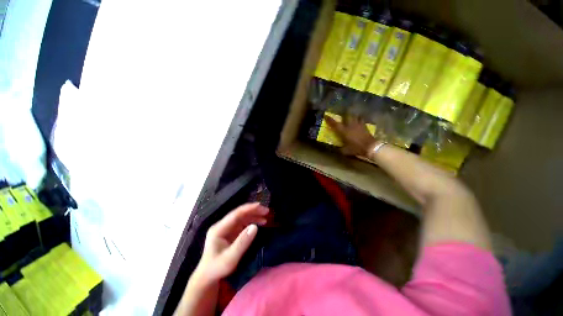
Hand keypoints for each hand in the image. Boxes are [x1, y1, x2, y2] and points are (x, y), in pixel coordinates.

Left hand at [194, 203, 268, 283]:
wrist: (208, 277)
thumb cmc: (217, 269)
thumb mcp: (230, 259)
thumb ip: (242, 243)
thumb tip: (255, 227)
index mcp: (219, 229)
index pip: (235, 214)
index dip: (248, 209)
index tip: (260, 206)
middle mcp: (222, 225)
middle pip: (239, 214)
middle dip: (253, 211)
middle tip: (266, 211)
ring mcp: (226, 228)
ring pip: (242, 217)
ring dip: (254, 215)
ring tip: (266, 217)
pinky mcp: (230, 232)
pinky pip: (243, 223)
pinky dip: (252, 221)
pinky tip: (259, 223)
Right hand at [325, 115, 377, 156]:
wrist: (370, 147)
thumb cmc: (356, 148)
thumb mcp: (346, 151)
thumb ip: (340, 148)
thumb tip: (337, 148)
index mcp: (344, 131)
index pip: (335, 124)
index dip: (330, 120)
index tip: (326, 115)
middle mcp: (350, 125)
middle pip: (347, 115)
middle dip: (344, 113)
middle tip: (342, 114)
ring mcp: (358, 125)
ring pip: (355, 116)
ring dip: (352, 115)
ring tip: (351, 116)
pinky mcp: (365, 126)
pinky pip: (361, 120)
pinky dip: (359, 119)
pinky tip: (358, 121)